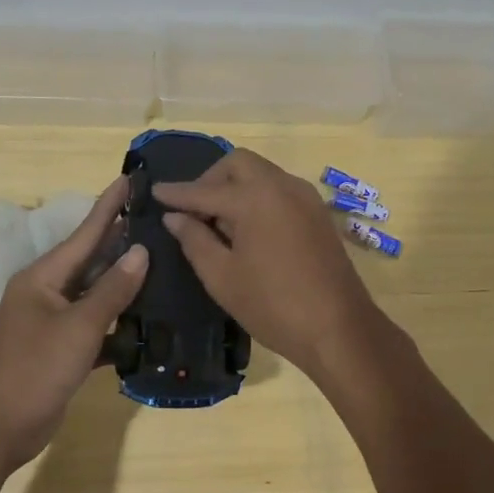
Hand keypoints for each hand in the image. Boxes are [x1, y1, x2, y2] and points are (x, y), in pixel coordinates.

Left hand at [0, 178, 147, 474]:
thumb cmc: (33, 369)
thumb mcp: (77, 327)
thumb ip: (111, 290)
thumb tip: (141, 252)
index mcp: (44, 277)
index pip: (84, 233)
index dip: (108, 206)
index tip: (130, 179)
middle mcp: (48, 292)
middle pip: (92, 259)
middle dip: (122, 240)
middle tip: (158, 219)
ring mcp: (53, 322)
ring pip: (96, 293)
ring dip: (125, 282)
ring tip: (163, 263)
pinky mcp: (62, 349)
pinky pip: (97, 325)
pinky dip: (119, 322)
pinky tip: (148, 320)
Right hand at [153, 150, 385, 380]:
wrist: (339, 328)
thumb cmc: (273, 305)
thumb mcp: (222, 277)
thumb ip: (194, 240)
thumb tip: (175, 217)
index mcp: (255, 197)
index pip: (204, 190)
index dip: (176, 193)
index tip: (154, 192)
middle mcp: (282, 185)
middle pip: (238, 164)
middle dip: (210, 179)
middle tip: (193, 210)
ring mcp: (305, 197)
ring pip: (262, 173)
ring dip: (235, 186)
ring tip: (218, 222)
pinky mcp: (318, 213)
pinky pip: (279, 189)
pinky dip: (258, 196)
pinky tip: (248, 228)